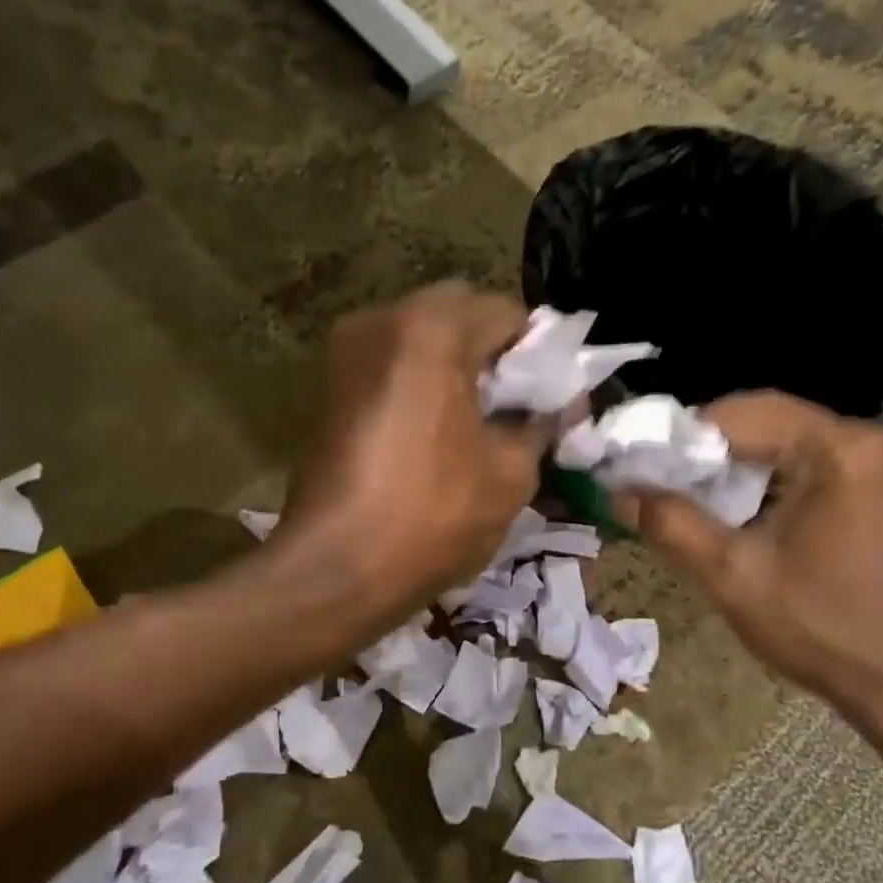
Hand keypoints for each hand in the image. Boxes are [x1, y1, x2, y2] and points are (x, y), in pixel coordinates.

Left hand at [285, 282, 553, 609]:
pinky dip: (422, 380)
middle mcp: (380, 321)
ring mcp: (346, 352)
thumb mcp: (510, 471)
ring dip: (456, 364)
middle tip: (515, 404)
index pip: (506, 313)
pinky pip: (391, 364)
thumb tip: (552, 406)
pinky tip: (438, 429)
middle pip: (459, 313)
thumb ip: (539, 422)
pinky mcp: (329, 387)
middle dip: (494, 351)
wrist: (335, 570)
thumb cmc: (432, 515)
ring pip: (421, 336)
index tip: (552, 395)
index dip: (540, 352)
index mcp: (431, 329)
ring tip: (479, 420)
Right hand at [620, 392, 882, 744]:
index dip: (686, 435)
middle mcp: (877, 441)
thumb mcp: (735, 576)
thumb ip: (671, 524)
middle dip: (715, 452)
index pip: (745, 413)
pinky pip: (825, 467)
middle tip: (668, 485)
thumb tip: (619, 492)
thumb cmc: (827, 631)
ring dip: (746, 468)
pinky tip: (755, 517)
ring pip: (796, 445)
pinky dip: (781, 482)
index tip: (645, 464)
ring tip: (703, 503)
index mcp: (843, 449)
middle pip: (773, 424)